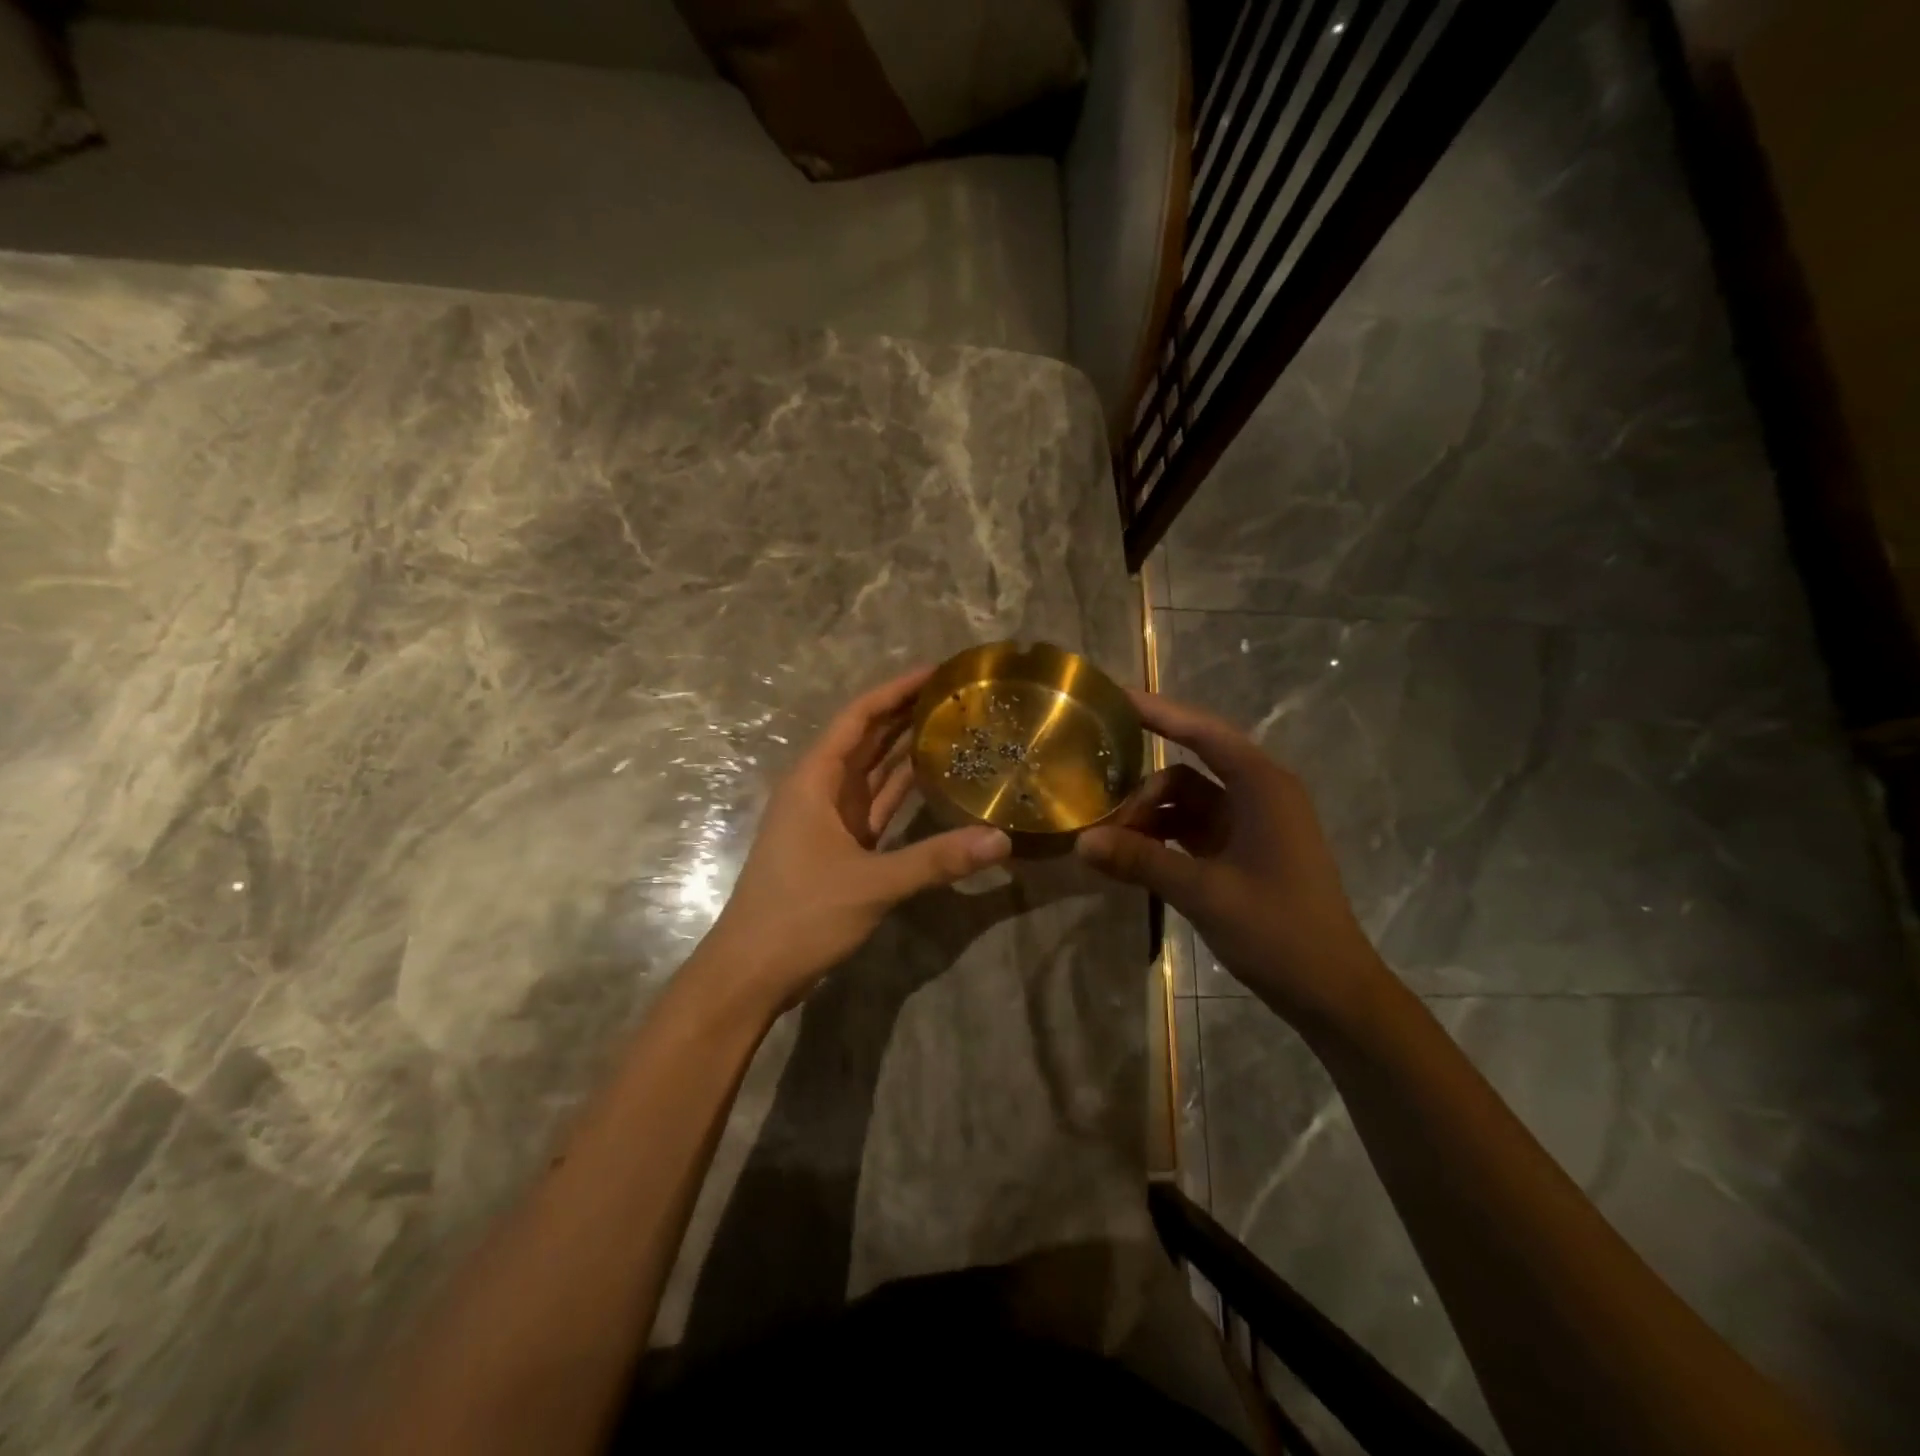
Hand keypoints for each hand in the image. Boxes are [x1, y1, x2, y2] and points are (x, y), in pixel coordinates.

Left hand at [697, 668, 1012, 1012]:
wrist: (753, 970)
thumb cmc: (801, 915)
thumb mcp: (872, 884)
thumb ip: (936, 860)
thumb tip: (1001, 840)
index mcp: (815, 780)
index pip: (858, 717)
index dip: (894, 690)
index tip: (935, 672)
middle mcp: (820, 789)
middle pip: (866, 738)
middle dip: (905, 713)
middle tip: (956, 695)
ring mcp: (829, 818)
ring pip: (872, 771)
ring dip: (905, 749)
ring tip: (953, 726)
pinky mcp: (839, 845)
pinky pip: (875, 804)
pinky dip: (901, 791)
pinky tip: (933, 779)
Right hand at [1076, 689, 1388, 1028]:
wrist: (1331, 991)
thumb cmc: (1278, 930)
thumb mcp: (1203, 892)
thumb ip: (1140, 861)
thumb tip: (1081, 842)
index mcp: (1262, 786)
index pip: (1203, 732)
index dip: (1159, 712)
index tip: (1114, 699)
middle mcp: (1258, 795)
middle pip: (1185, 773)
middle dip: (1141, 792)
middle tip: (1098, 819)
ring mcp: (1251, 825)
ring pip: (1186, 803)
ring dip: (1149, 819)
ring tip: (1109, 844)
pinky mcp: (1244, 851)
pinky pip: (1193, 830)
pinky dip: (1163, 839)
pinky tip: (1132, 858)